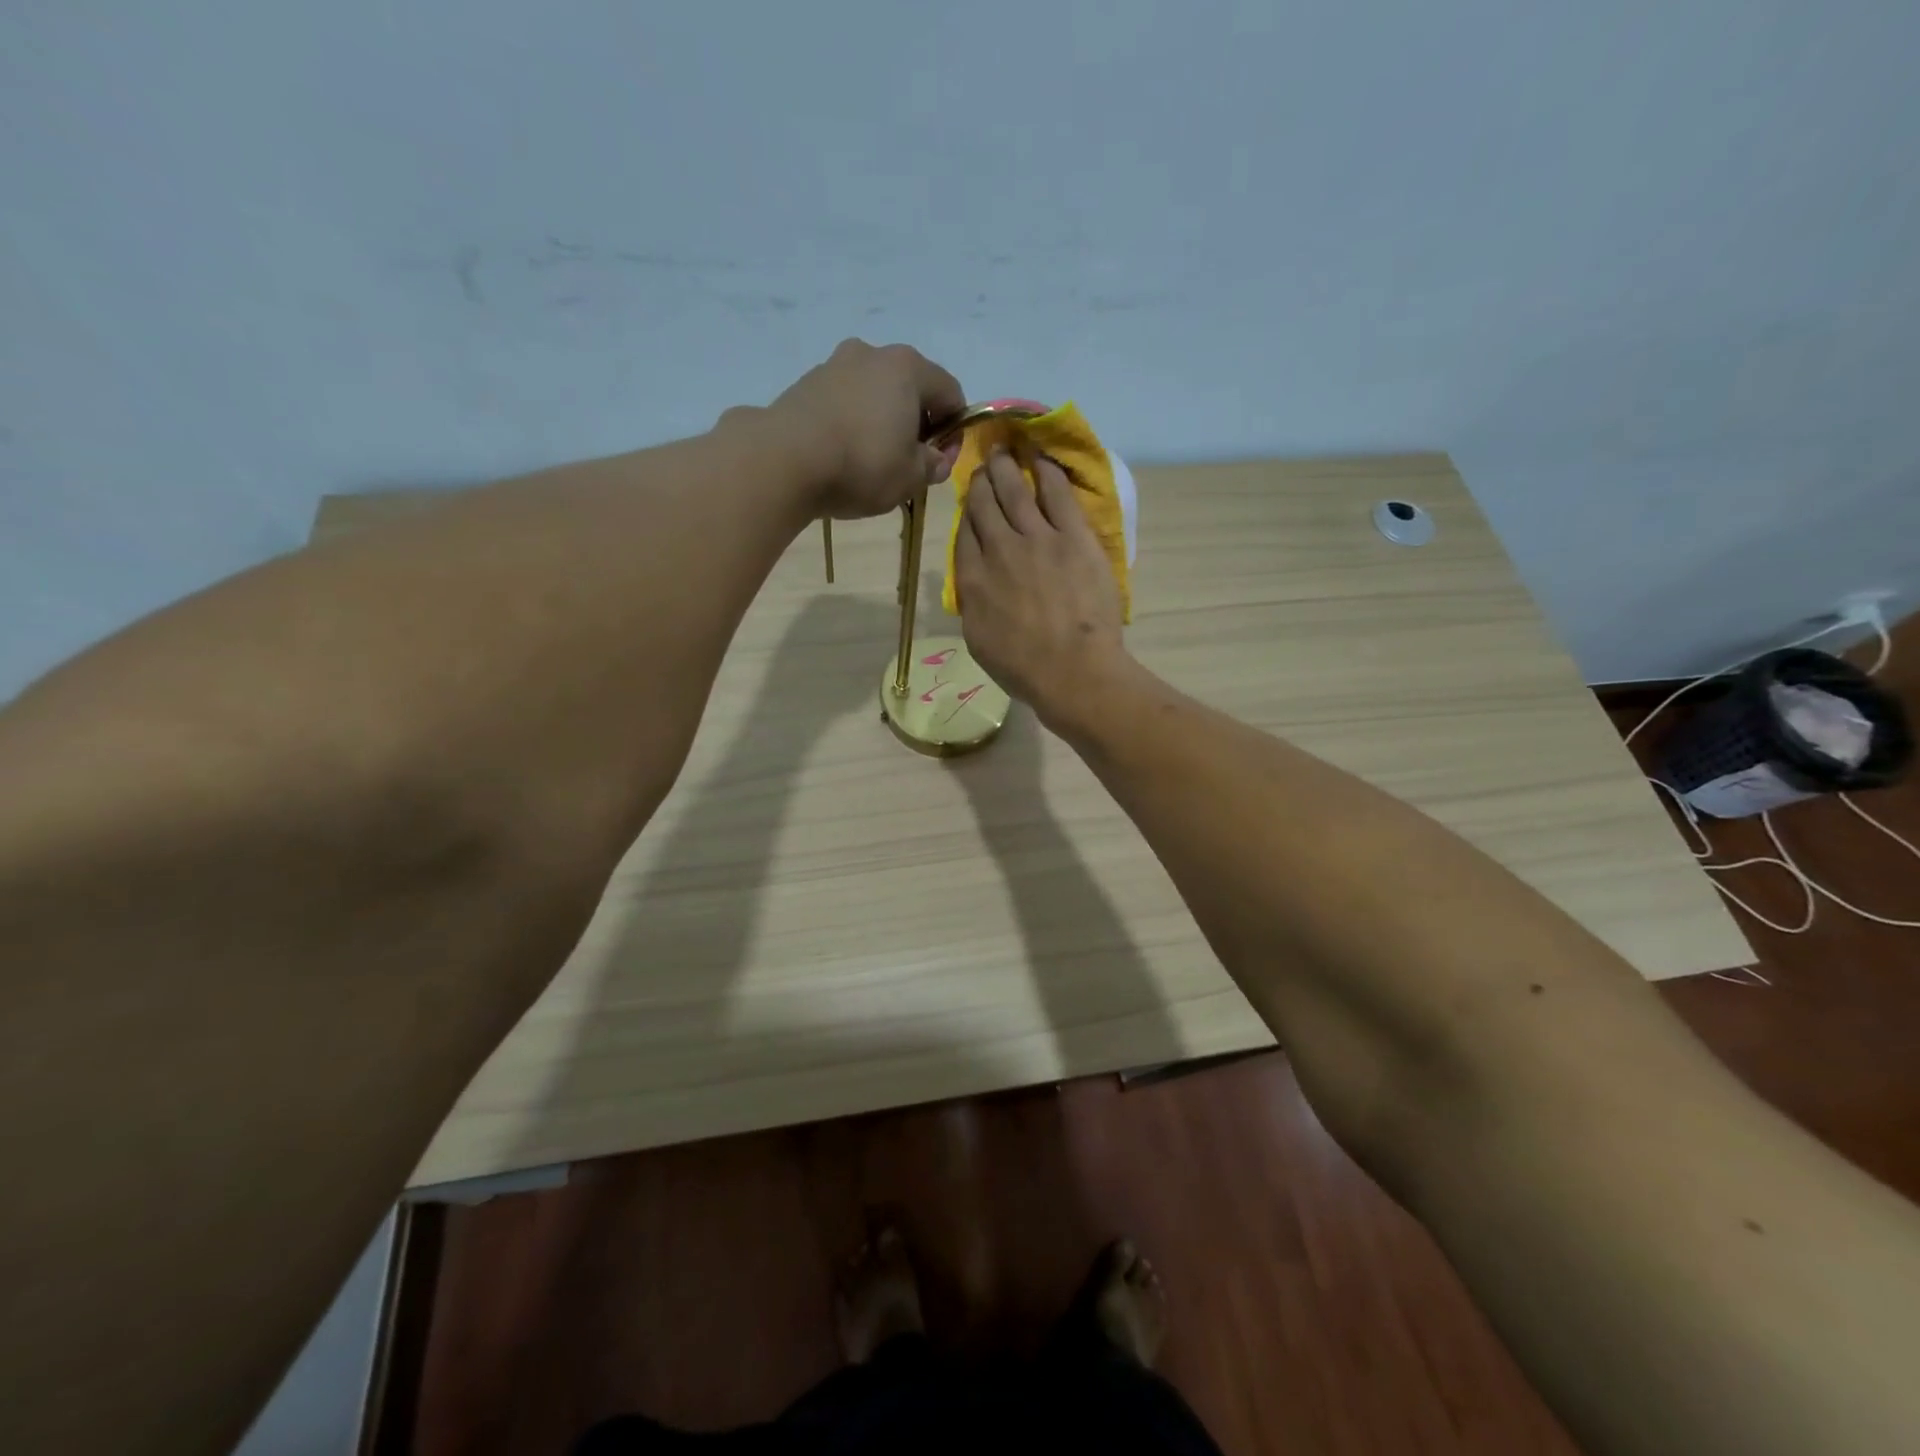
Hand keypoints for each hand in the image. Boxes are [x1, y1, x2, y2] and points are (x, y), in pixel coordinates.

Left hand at [762, 339, 965, 519]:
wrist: (785, 460)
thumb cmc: (862, 464)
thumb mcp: (911, 477)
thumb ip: (932, 465)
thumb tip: (935, 460)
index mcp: (908, 367)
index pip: (950, 393)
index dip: (954, 430)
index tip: (941, 463)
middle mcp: (873, 353)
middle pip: (910, 387)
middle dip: (917, 423)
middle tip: (910, 462)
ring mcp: (835, 364)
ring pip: (874, 392)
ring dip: (883, 421)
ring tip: (873, 460)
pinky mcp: (806, 383)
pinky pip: (844, 401)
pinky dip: (853, 422)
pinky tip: (844, 453)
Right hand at [955, 451, 1130, 731]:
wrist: (1073, 672)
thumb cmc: (1024, 669)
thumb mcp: (979, 641)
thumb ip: (973, 603)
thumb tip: (974, 582)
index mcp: (972, 579)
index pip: (965, 533)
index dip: (967, 512)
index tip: (971, 502)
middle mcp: (999, 549)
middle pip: (985, 504)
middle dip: (982, 481)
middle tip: (984, 465)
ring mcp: (1037, 538)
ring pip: (1015, 490)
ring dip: (1006, 467)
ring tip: (1003, 450)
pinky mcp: (1073, 536)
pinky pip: (1057, 493)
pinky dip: (1046, 472)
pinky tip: (1041, 458)